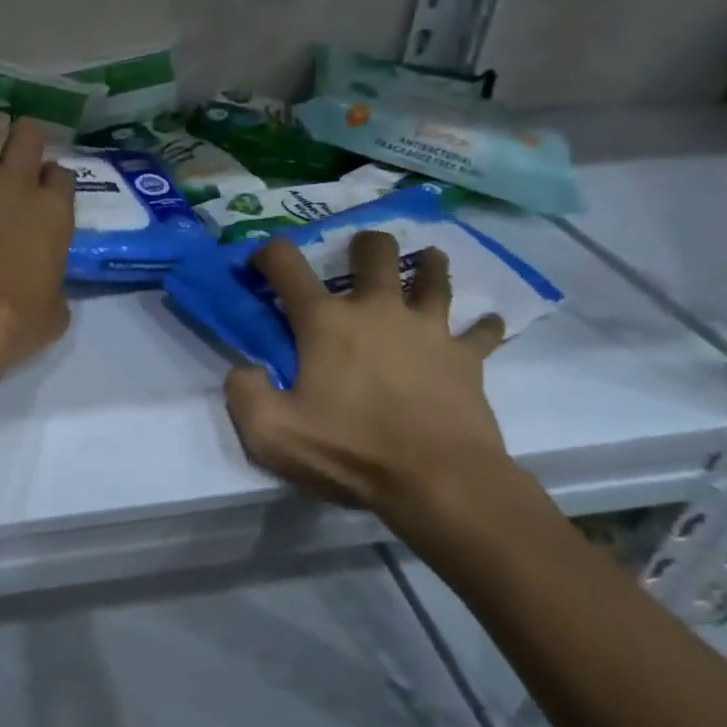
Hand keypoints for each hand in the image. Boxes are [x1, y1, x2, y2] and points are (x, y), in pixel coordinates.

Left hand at [0, 112, 74, 378]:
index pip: (61, 174)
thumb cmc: (12, 322)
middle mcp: (17, 183)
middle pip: (28, 135)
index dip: (52, 179)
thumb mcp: (54, 312)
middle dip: (24, 139)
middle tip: (14, 155)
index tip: (43, 191)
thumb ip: (55, 287)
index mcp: (53, 212)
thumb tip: (48, 288)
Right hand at [222, 230, 557, 568]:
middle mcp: (377, 309)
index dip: (268, 253)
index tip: (262, 262)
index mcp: (325, 322)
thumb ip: (243, 393)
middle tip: (360, 256)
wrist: (439, 481)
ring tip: (427, 263)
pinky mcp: (466, 358)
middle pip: (375, 252)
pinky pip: (480, 332)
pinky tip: (482, 325)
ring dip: (428, 266)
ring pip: (434, 277)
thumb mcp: (270, 433)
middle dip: (364, 245)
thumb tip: (244, 369)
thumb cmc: (350, 452)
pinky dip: (480, 327)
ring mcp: (427, 329)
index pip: (286, 264)